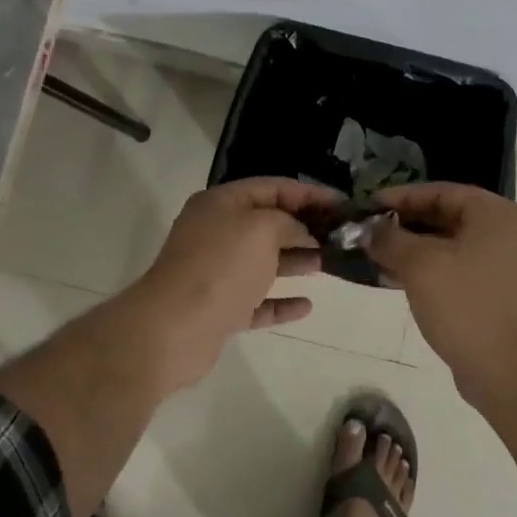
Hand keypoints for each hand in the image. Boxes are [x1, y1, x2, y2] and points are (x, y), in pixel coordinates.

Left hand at [124, 177, 337, 388]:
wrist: (174, 328)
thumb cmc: (221, 267)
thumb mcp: (262, 229)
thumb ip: (289, 223)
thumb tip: (302, 234)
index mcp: (221, 204)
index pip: (271, 187)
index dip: (308, 194)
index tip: (342, 205)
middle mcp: (216, 233)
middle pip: (267, 223)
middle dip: (304, 228)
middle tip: (340, 237)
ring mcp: (216, 273)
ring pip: (263, 262)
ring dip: (295, 261)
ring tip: (329, 264)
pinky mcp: (220, 309)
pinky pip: (257, 301)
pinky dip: (280, 302)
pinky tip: (306, 305)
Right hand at [365, 182, 516, 397]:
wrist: (507, 370)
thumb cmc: (465, 305)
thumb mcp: (420, 265)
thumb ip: (389, 239)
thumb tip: (368, 229)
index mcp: (495, 214)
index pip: (440, 192)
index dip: (400, 196)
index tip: (367, 205)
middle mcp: (503, 232)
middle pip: (444, 216)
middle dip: (402, 224)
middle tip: (366, 231)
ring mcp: (500, 264)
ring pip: (446, 245)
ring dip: (409, 249)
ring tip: (372, 255)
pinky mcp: (492, 292)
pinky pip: (453, 268)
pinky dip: (424, 269)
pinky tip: (392, 278)